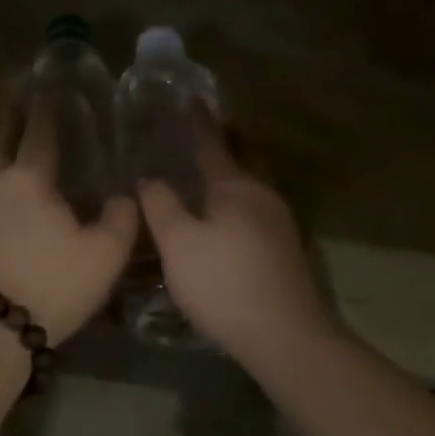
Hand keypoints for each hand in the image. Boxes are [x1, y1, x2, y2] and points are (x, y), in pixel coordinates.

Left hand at [0, 104, 138, 344]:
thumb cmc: (50, 286)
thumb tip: (124, 195)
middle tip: (30, 138)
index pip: (40, 133)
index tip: (50, 88)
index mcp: (28, 178)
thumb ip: (120, 220)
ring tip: (11, 182)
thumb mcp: (103, 257)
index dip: (48, 110)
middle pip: (3, 150)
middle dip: (16, 139)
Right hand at [135, 118, 334, 368]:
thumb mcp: (178, 242)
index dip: (196, 122)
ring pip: (243, 193)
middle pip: (233, 165)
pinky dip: (229, 208)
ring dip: (220, 184)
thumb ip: (160, 204)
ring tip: (193, 184)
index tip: (189, 99)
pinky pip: (249, 214)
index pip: (211, 144)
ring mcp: (278, 224)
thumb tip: (149, 178)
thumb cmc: (223, 282)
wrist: (285, 337)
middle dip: (213, 152)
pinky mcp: (283, 251)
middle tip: (184, 143)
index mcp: (236, 187)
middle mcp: (263, 196)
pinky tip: (215, 224)